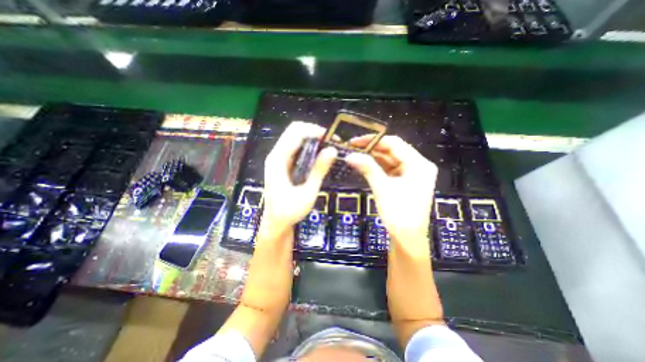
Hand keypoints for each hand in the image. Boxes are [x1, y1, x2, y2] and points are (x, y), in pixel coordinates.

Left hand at [262, 121, 338, 229]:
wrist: (276, 222)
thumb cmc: (289, 211)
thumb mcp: (307, 193)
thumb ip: (318, 171)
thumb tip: (332, 150)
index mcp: (278, 160)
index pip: (295, 133)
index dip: (314, 131)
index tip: (331, 138)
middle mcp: (276, 155)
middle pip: (294, 131)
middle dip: (313, 132)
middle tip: (330, 142)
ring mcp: (278, 158)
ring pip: (295, 137)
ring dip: (312, 138)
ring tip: (327, 147)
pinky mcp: (282, 163)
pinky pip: (296, 147)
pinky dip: (308, 147)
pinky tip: (318, 155)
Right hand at [348, 136, 437, 247]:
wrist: (407, 239)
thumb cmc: (398, 214)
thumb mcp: (382, 188)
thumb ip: (367, 168)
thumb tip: (350, 155)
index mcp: (419, 164)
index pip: (394, 143)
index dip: (373, 140)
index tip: (355, 142)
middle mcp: (418, 166)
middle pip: (393, 151)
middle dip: (372, 149)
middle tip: (353, 148)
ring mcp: (412, 174)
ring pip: (391, 160)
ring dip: (374, 158)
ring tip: (356, 155)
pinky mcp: (406, 182)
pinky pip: (390, 170)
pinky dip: (378, 168)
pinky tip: (365, 165)